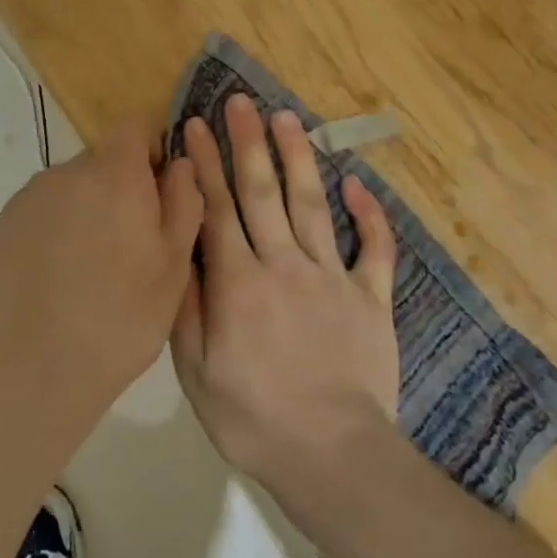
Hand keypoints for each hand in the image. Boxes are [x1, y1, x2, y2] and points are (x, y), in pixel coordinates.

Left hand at [0, 122, 203, 429]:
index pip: (133, 127)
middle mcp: (64, 174)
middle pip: (98, 163)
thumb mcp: (175, 265)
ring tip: (85, 271)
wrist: (39, 370)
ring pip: (64, 192)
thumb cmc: (123, 317)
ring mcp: (23, 201)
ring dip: (80, 213)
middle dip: (115, 190)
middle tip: (125, 247)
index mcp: (113, 175)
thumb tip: (180, 162)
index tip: (155, 192)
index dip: (149, 151)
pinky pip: (34, 218)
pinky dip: (47, 237)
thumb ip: (183, 200)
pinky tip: (52, 283)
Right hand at [170, 95, 399, 493]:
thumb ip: (187, 304)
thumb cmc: (252, 418)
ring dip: (299, 158)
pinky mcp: (371, 298)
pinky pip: (375, 249)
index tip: (194, 126)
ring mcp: (333, 277)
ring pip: (312, 204)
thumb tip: (180, 248)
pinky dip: (370, 216)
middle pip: (262, 192)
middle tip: (240, 102)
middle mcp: (284, 264)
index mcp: (238, 282)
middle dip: (248, 143)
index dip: (204, 164)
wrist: (332, 455)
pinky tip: (358, 184)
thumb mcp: (195, 370)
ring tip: (286, 118)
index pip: (216, 209)